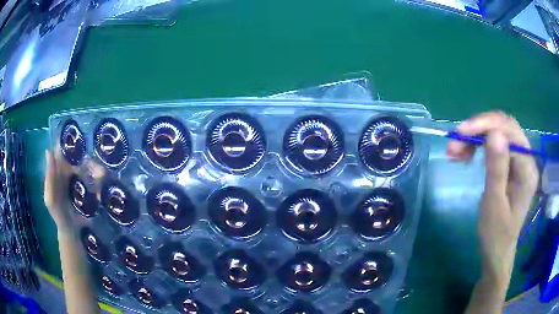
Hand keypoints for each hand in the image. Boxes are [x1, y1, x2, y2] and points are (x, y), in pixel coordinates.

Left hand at [44, 148, 106, 232]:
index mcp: (60, 168)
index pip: (65, 149)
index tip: (81, 135)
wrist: (72, 232)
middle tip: (97, 166)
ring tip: (102, 178)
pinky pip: (99, 180)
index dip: (71, 140)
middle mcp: (72, 169)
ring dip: (98, 170)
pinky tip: (103, 187)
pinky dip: (102, 181)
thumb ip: (49, 179)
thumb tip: (48, 150)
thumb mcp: (50, 199)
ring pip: (93, 166)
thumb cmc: (59, 215)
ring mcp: (84, 178)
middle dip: (90, 158)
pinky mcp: (93, 188)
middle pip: (82, 156)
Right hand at [446, 111, 538, 282]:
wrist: (497, 252)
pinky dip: (478, 146)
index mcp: (527, 170)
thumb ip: (497, 169)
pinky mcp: (511, 165)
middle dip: (479, 129)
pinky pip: (495, 145)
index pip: (510, 133)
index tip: (460, 133)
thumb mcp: (494, 204)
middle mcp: (527, 159)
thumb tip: (494, 133)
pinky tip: (465, 156)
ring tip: (455, 151)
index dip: (486, 126)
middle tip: (455, 141)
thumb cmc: (495, 234)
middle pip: (505, 128)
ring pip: (498, 134)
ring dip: (476, 138)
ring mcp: (520, 161)